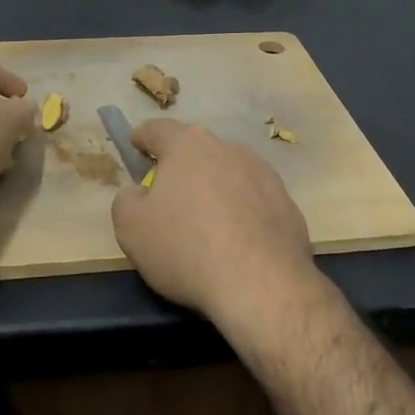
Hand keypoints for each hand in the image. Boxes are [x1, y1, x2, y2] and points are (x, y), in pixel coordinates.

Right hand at [110, 119, 316, 326]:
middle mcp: (229, 149)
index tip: (136, 146)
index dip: (142, 138)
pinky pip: (255, 203)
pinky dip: (242, 216)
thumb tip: (139, 193)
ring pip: (229, 175)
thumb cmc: (186, 248)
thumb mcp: (131, 228)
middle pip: (196, 151)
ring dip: (215, 191)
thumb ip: (127, 200)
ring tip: (206, 228)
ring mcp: (264, 175)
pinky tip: (237, 247)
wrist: (261, 285)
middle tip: (169, 199)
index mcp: (188, 145)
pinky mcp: (288, 204)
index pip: (157, 130)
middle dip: (181, 169)